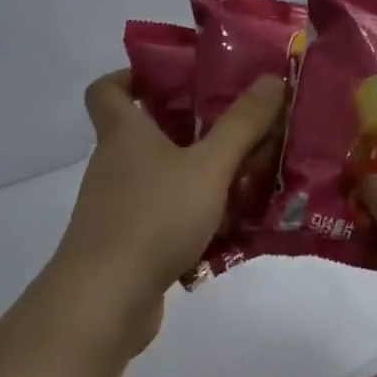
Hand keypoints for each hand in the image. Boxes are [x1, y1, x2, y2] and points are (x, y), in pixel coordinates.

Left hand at [48, 69, 285, 356]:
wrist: (105, 300)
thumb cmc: (154, 216)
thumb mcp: (209, 166)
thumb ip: (242, 124)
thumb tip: (271, 78)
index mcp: (124, 133)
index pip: (107, 89)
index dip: (132, 75)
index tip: (172, 78)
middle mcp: (114, 164)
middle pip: (147, 132)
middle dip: (191, 127)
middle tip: (235, 125)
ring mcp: (118, 207)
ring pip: (162, 177)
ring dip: (200, 175)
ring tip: (247, 176)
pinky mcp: (128, 244)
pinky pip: (165, 217)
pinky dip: (194, 217)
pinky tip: (232, 228)